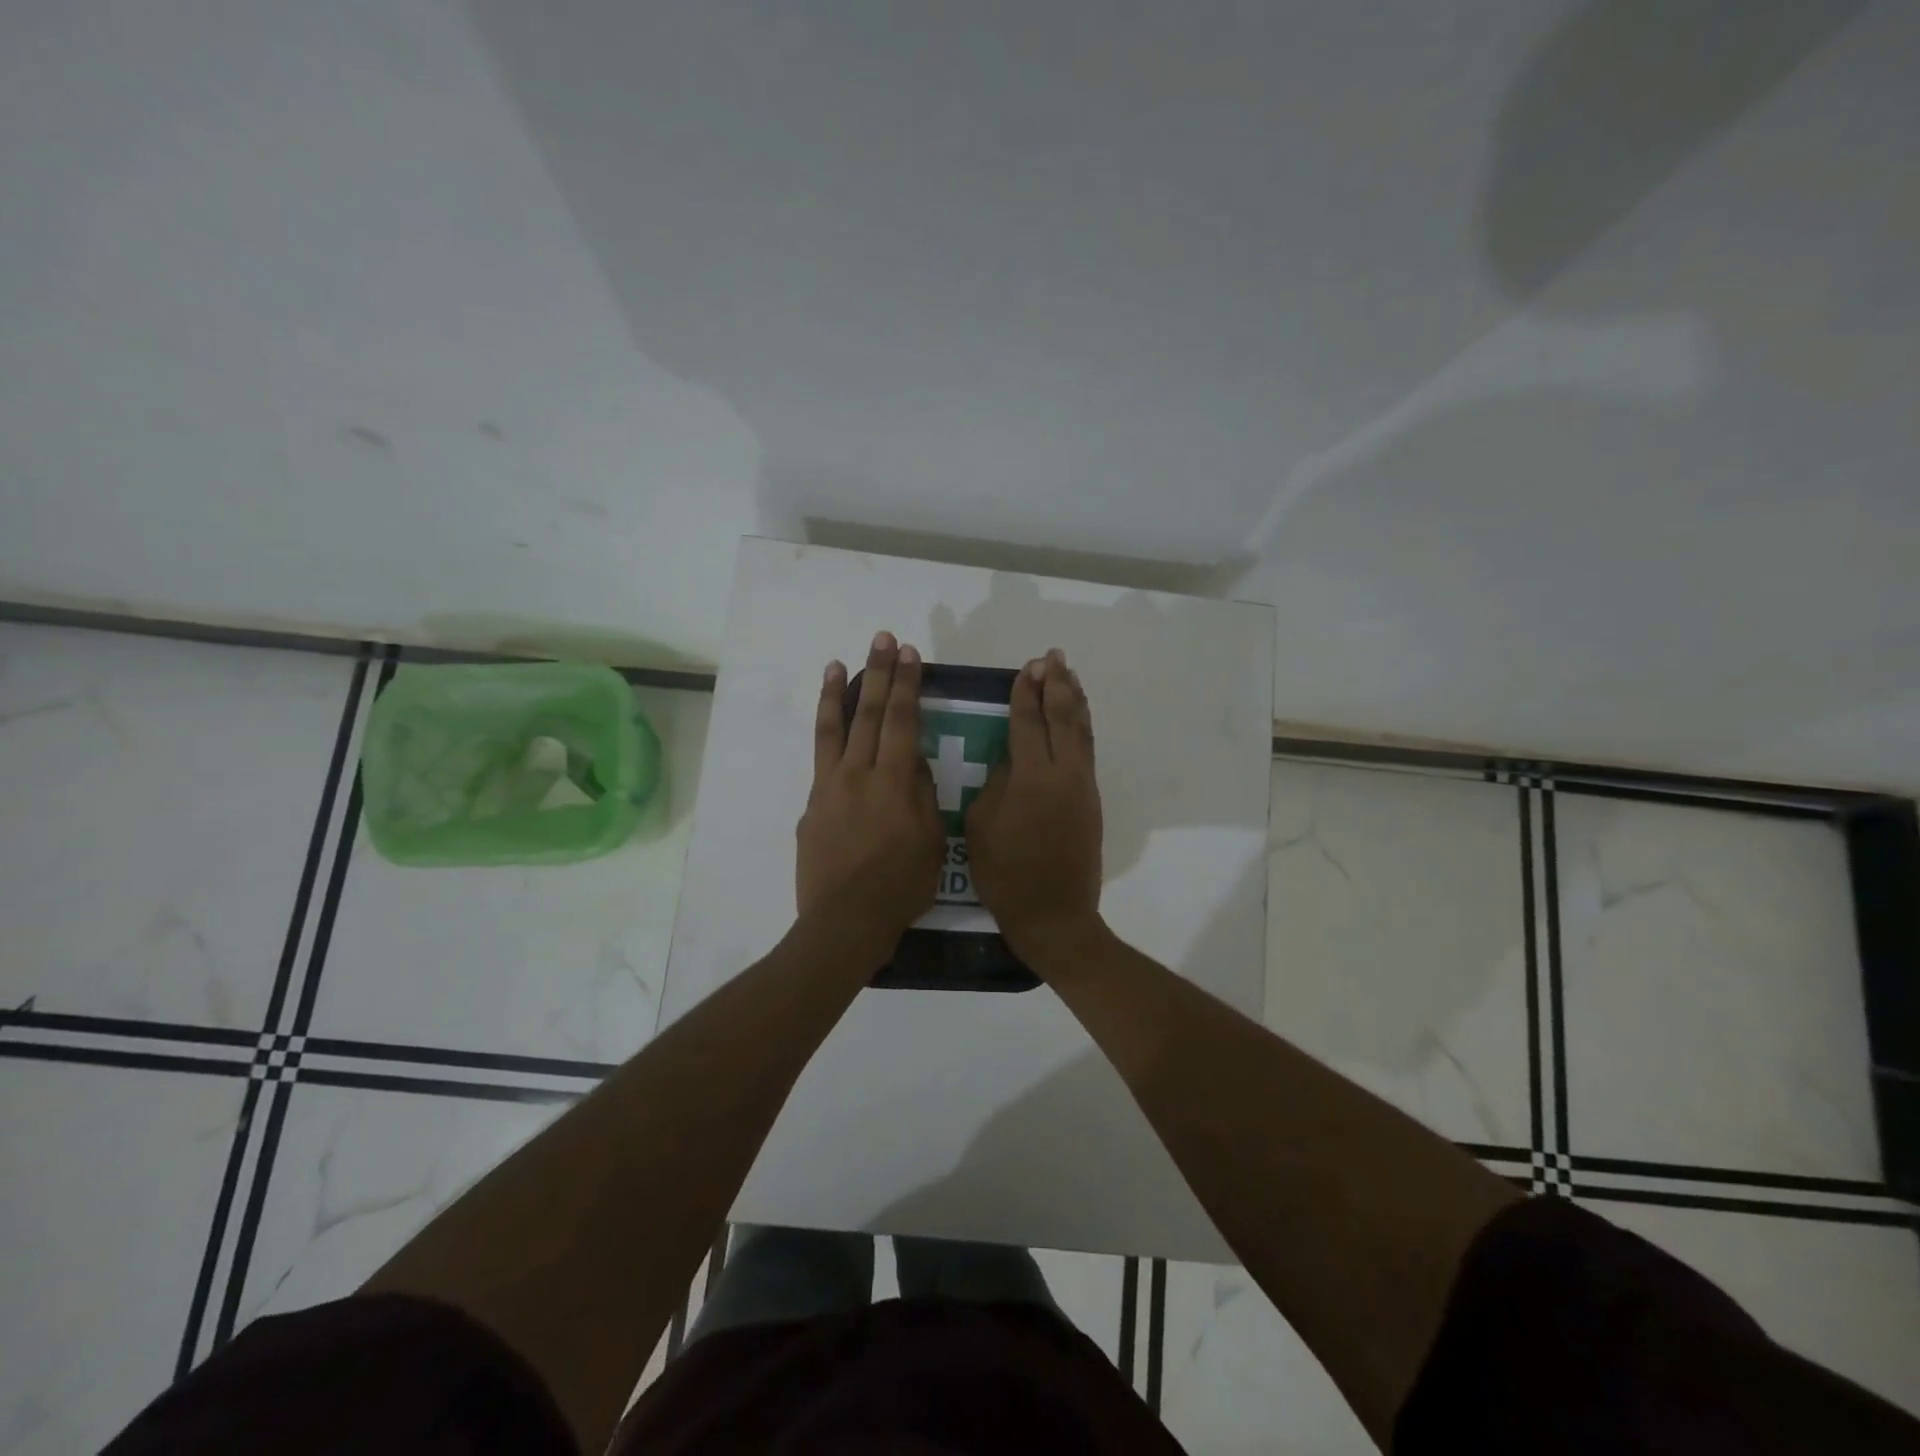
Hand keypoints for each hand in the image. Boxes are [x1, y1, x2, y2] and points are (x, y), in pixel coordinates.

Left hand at [796, 631, 943, 960]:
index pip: (903, 721)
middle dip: (879, 673)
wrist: (844, 920)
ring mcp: (830, 786)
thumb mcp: (932, 842)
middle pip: (870, 713)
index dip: (907, 684)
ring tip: (839, 663)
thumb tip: (915, 763)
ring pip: (834, 728)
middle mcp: (859, 773)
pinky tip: (830, 722)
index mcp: (895, 782)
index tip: (909, 654)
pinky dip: (825, 733)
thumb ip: (924, 796)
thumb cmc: (899, 886)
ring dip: (840, 693)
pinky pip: (820, 757)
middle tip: (882, 639)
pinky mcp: (812, 803)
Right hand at [965, 648, 1103, 960]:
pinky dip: (1083, 726)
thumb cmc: (1006, 875)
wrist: (1054, 914)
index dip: (1025, 694)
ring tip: (1069, 674)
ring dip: (1075, 699)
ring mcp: (1082, 786)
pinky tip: (1077, 716)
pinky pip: (1087, 751)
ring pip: (1081, 731)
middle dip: (1056, 685)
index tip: (1026, 668)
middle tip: (1050, 658)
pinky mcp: (1091, 800)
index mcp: (1031, 778)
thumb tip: (1009, 760)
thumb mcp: (981, 826)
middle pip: (1062, 718)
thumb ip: (995, 784)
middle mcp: (1063, 773)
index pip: (1027, 723)